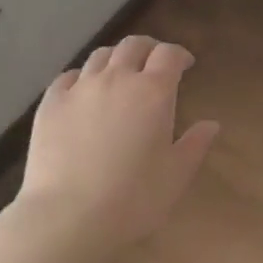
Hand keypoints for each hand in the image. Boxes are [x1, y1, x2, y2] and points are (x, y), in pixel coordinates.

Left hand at [16, 35, 220, 247]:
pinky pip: (69, 77)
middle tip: (154, 64)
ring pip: (100, 56)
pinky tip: (84, 92)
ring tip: (120, 74)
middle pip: (133, 46)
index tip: (185, 65)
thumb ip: (195, 145)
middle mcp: (116, 79)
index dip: (179, 55)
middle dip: (148, 49)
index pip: (169, 55)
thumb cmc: (133, 198)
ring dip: (116, 59)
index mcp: (153, 92)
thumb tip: (211, 124)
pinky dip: (83, 77)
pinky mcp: (51, 103)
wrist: (69, 216)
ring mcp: (80, 88)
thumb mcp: (176, 175)